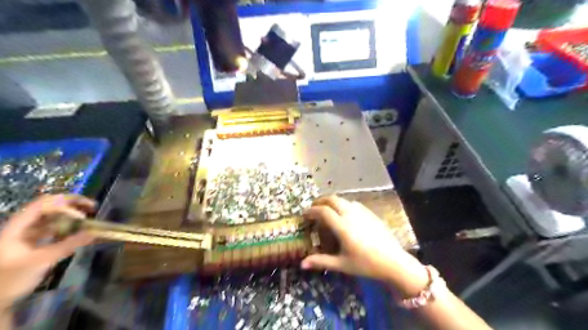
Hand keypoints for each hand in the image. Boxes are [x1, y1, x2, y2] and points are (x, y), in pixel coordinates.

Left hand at [0, 194, 94, 307]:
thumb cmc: (11, 280)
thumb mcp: (42, 261)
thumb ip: (69, 245)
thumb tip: (94, 232)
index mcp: (17, 227)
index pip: (43, 204)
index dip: (66, 204)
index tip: (85, 213)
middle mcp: (20, 227)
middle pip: (47, 206)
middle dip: (71, 204)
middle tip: (92, 207)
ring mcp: (24, 235)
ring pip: (50, 217)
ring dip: (69, 215)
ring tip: (87, 218)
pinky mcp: (29, 243)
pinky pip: (50, 229)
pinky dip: (64, 227)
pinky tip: (76, 232)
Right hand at [299, 195, 427, 290]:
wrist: (394, 262)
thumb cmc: (366, 265)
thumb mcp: (342, 264)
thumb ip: (321, 261)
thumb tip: (302, 264)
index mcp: (342, 226)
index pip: (323, 211)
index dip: (312, 211)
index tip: (305, 214)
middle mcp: (351, 215)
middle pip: (333, 199)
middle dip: (321, 201)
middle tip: (314, 208)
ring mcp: (363, 212)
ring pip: (344, 200)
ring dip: (333, 201)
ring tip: (328, 210)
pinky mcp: (371, 213)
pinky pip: (354, 204)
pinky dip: (344, 205)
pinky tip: (346, 214)